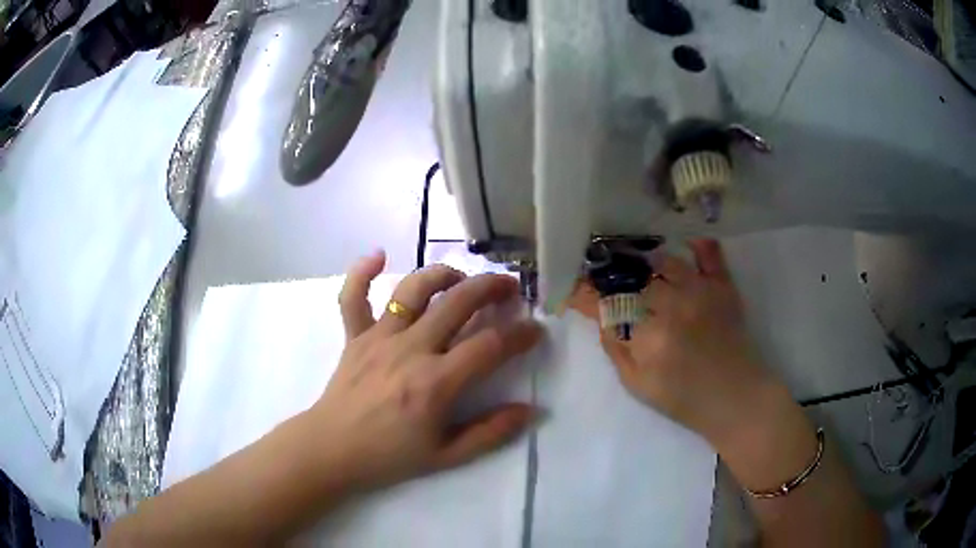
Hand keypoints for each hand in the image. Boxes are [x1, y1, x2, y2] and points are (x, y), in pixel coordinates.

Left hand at [304, 251, 541, 492]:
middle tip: (510, 287)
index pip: (490, 346)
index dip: (520, 335)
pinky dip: (362, 271)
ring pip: (413, 290)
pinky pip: (353, 296)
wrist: (332, 450)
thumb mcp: (446, 456)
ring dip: (442, 274)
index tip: (535, 329)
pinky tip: (379, 255)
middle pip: (458, 303)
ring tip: (461, 277)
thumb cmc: (389, 456)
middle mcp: (410, 350)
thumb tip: (530, 410)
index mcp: (435, 383)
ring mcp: (378, 338)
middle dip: (491, 288)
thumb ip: (491, 432)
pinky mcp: (354, 336)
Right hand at [571, 240, 779, 443]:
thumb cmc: (685, 399)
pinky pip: (710, 254)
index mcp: (649, 337)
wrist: (736, 398)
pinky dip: (699, 246)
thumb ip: (616, 351)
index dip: (586, 296)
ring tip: (648, 275)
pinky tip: (688, 246)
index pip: (608, 307)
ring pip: (666, 263)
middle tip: (617, 290)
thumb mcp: (638, 387)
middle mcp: (674, 307)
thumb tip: (604, 320)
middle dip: (621, 286)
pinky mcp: (723, 288)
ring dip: (651, 268)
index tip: (574, 289)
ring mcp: (701, 293)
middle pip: (636, 283)